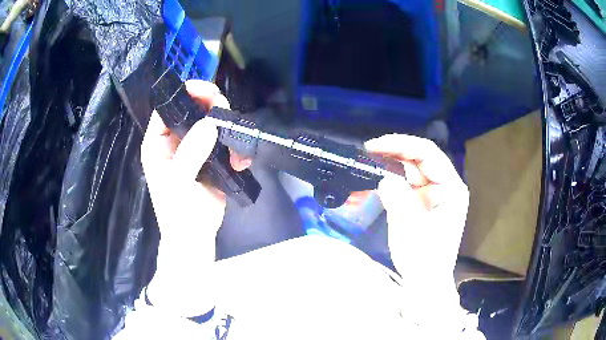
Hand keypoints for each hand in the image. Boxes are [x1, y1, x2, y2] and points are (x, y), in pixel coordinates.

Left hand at [142, 80, 250, 244]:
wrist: (196, 238)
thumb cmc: (179, 214)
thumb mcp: (179, 184)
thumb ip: (190, 153)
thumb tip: (210, 122)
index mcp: (158, 143)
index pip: (167, 108)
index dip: (185, 94)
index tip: (208, 90)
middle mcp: (174, 141)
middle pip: (192, 110)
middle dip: (211, 107)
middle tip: (226, 113)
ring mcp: (194, 148)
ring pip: (210, 123)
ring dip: (227, 127)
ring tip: (237, 145)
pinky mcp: (210, 158)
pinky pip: (224, 141)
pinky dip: (235, 146)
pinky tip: (241, 160)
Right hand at [365, 135, 468, 288]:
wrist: (426, 281)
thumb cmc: (423, 259)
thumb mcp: (410, 230)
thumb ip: (399, 200)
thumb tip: (384, 179)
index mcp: (451, 188)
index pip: (428, 154)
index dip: (401, 144)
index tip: (375, 146)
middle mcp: (446, 185)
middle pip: (422, 157)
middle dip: (396, 150)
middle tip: (369, 149)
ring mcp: (436, 193)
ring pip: (414, 167)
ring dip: (394, 160)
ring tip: (371, 157)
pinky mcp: (425, 201)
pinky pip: (410, 181)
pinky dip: (395, 175)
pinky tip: (380, 171)